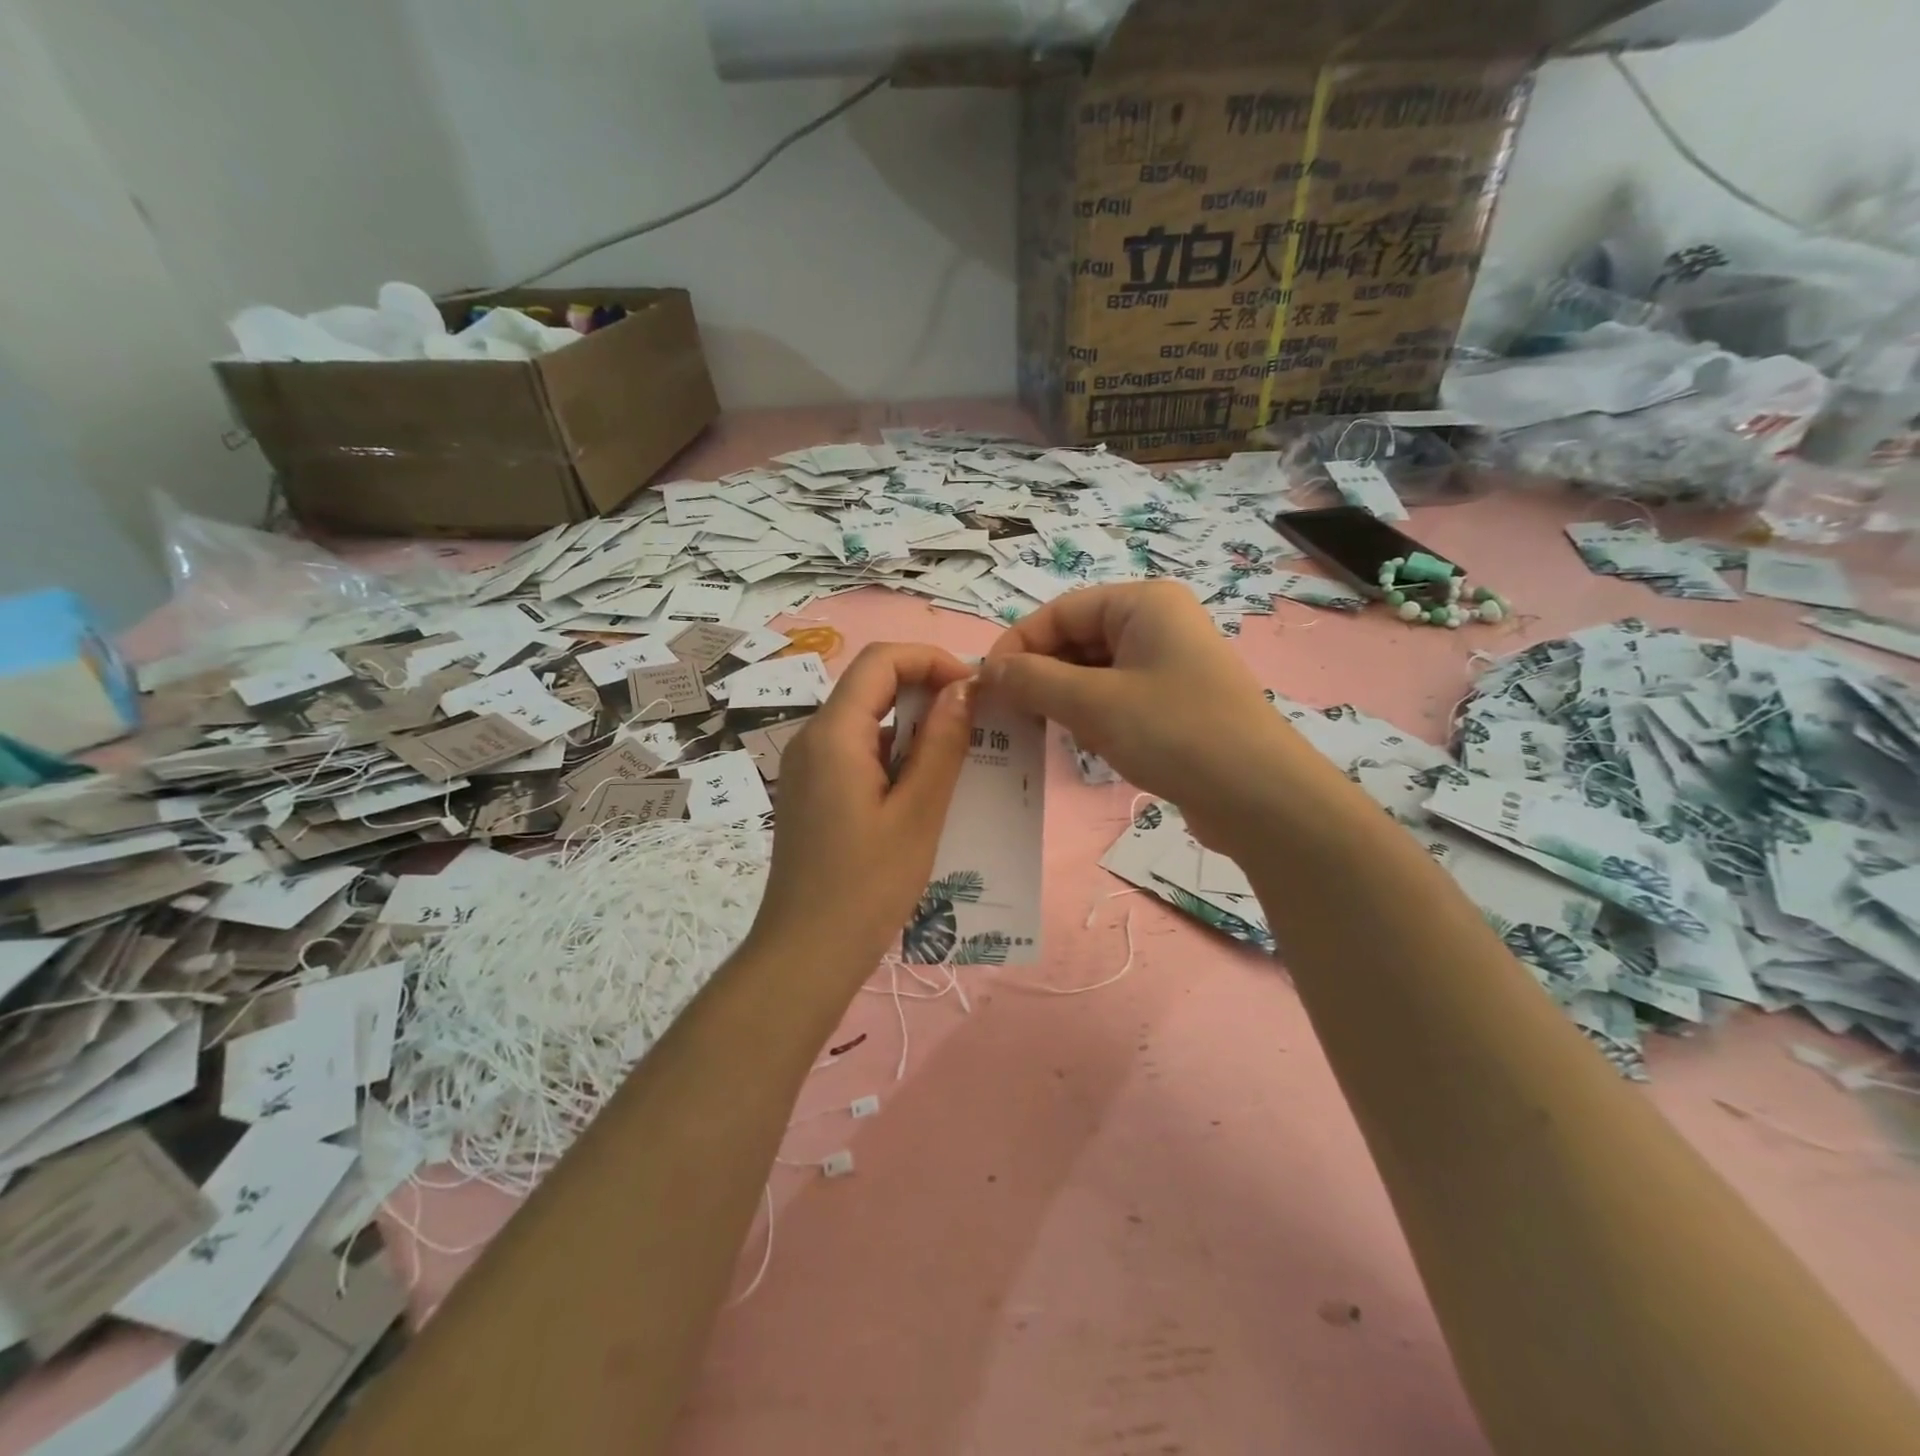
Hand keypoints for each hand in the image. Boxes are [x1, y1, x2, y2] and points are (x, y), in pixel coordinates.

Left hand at [748, 643, 975, 972]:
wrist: (804, 957)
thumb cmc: (867, 887)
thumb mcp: (918, 813)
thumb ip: (941, 744)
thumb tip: (962, 688)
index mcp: (833, 735)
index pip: (880, 661)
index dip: (931, 659)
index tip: (973, 689)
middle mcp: (812, 740)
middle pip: (871, 687)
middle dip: (926, 693)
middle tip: (976, 725)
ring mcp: (807, 769)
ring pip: (865, 724)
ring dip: (913, 731)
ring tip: (960, 763)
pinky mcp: (810, 795)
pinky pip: (856, 756)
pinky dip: (893, 759)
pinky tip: (924, 794)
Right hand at [981, 581, 1297, 843]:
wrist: (1259, 797)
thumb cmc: (1174, 732)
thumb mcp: (1094, 703)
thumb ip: (1034, 680)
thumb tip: (989, 670)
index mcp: (1144, 603)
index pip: (1061, 611)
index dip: (1019, 644)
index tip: (987, 684)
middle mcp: (1158, 624)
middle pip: (1078, 638)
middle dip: (1041, 673)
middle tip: (1009, 712)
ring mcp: (1170, 664)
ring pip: (1095, 670)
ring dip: (1064, 697)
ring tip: (1044, 729)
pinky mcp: (1175, 702)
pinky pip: (1117, 696)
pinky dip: (1092, 714)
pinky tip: (1084, 742)